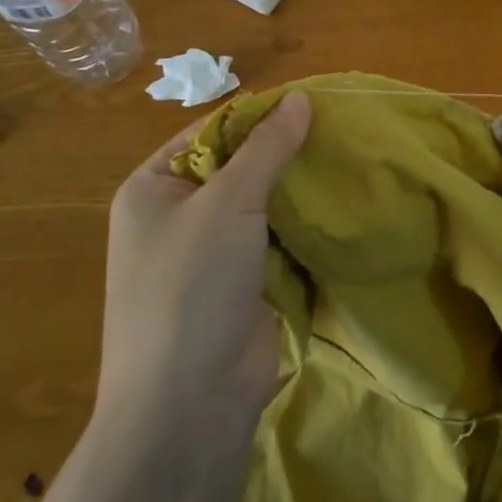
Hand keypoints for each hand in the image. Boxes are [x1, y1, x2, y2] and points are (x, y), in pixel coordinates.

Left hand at [96, 92, 311, 433]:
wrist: (188, 405)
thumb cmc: (192, 288)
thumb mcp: (229, 203)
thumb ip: (267, 147)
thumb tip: (300, 97)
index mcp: (153, 188)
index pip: (211, 131)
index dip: (259, 115)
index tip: (312, 102)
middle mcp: (178, 215)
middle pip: (238, 164)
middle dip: (284, 150)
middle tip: (338, 128)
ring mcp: (211, 252)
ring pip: (262, 202)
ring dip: (297, 186)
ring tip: (347, 157)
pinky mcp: (242, 282)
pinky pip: (275, 237)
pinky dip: (303, 222)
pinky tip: (341, 202)